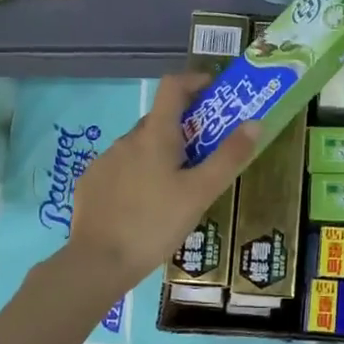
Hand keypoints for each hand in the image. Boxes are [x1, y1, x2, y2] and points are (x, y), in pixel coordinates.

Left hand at [62, 73, 258, 298]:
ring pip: (139, 147)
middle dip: (183, 129)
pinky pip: (120, 168)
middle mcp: (127, 139)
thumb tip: (254, 122)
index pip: (173, 86)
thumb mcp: (201, 193)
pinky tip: (144, 205)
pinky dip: (137, 175)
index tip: (214, 91)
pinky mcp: (90, 183)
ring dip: (159, 155)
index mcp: (155, 135)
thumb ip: (229, 156)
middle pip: (159, 120)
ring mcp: (104, 160)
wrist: (99, 262)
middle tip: (205, 154)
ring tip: (175, 189)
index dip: (195, 80)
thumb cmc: (156, 223)